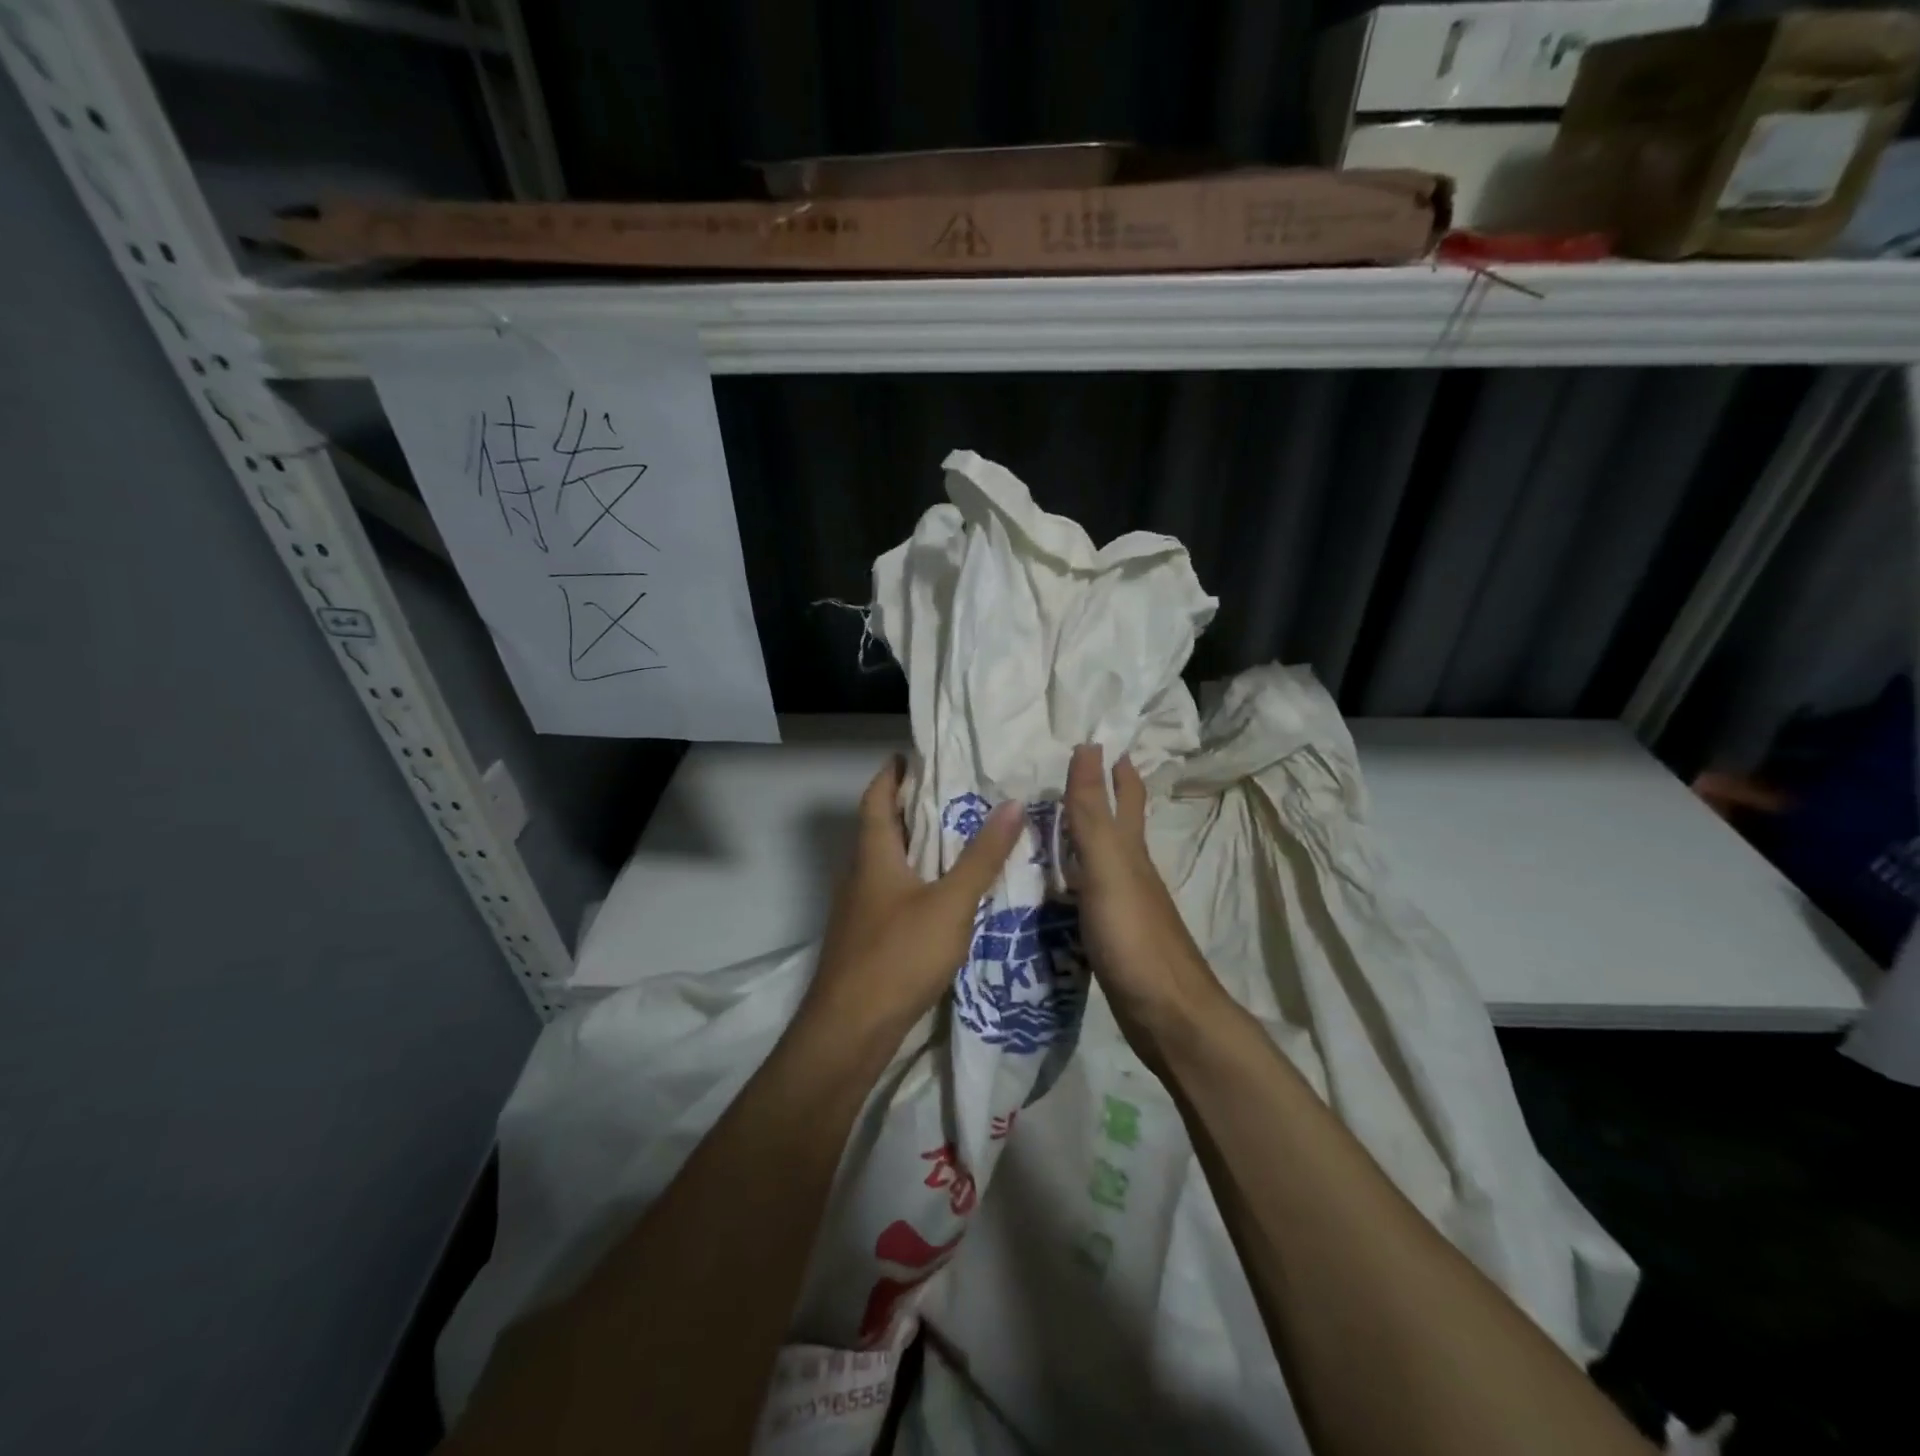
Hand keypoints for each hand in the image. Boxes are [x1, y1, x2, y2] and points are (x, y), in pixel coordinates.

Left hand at [801, 756, 1025, 1044]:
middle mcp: (860, 875)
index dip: (891, 774)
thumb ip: (981, 857)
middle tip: (952, 792)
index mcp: (873, 855)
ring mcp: (860, 910)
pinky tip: (944, 894)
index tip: (912, 755)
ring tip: (957, 836)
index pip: (876, 798)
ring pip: (887, 863)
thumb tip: (1011, 804)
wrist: (851, 1029)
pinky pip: (893, 893)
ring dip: (915, 845)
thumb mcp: (950, 903)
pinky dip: (916, 880)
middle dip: (910, 807)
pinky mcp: (867, 938)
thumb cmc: (898, 955)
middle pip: (881, 828)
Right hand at [1066, 743, 1232, 1060]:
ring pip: (1103, 860)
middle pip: (1120, 826)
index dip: (1117, 770)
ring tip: (1053, 827)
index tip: (1100, 741)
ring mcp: (1124, 907)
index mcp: (1130, 852)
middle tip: (1077, 774)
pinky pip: (1088, 894)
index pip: (1125, 798)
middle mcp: (1131, 872)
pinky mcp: (1113, 937)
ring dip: (1084, 839)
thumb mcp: (1107, 867)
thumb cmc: (1135, 936)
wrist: (1167, 1015)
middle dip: (1107, 797)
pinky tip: (1058, 889)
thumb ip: (1093, 813)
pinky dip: (1073, 881)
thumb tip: (1089, 746)